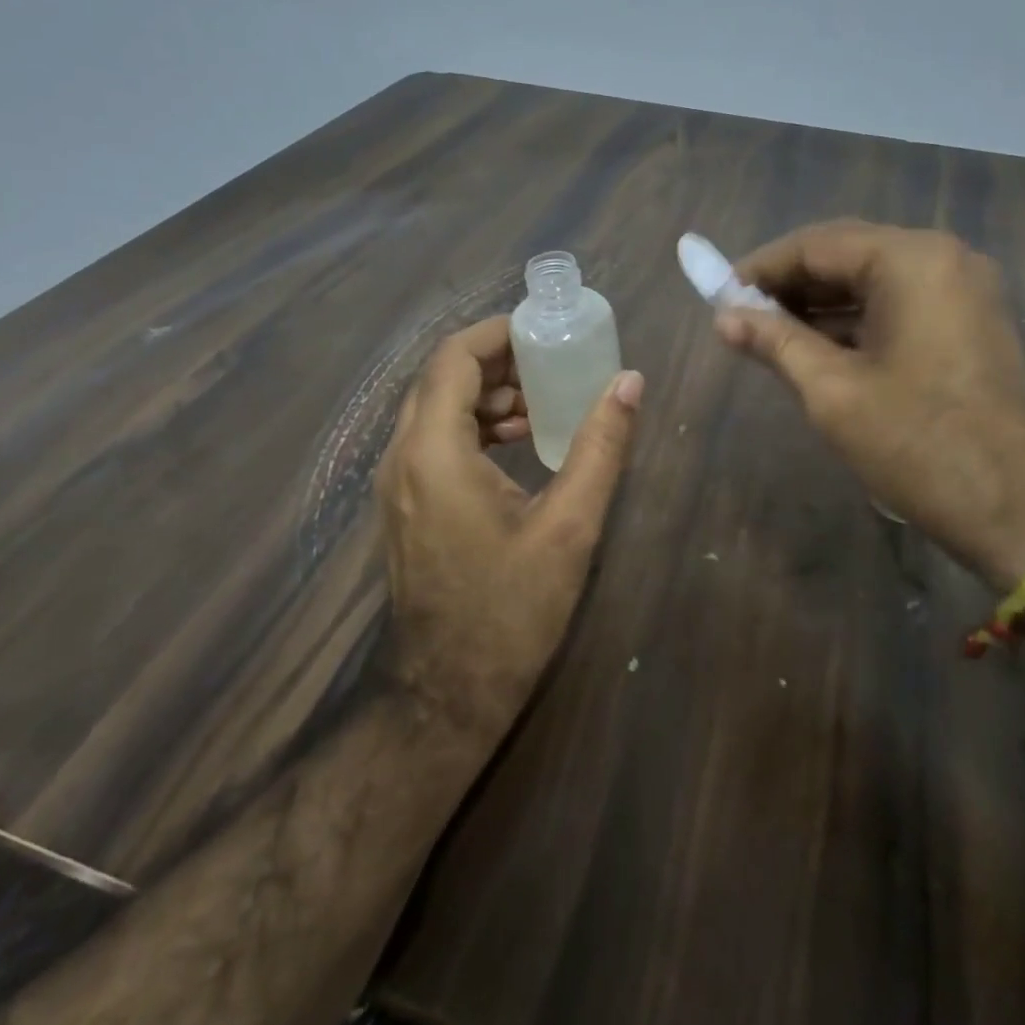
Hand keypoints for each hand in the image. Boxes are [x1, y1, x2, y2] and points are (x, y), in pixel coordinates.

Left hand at [376, 316, 643, 739]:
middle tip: (552, 363)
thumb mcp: (568, 528)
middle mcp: (402, 457)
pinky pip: (433, 441)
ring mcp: (396, 484)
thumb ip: (600, 448)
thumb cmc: (509, 611)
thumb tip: (629, 382)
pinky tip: (515, 444)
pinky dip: (472, 427)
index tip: (544, 330)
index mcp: (434, 452)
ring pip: (435, 410)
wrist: (445, 695)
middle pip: (441, 379)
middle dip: (497, 361)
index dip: (497, 332)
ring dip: (485, 394)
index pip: (453, 358)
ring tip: (541, 403)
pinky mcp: (403, 506)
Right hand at [718, 220, 1024, 586]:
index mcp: (912, 260)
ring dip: (820, 304)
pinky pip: (900, 305)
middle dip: (790, 284)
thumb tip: (723, 316)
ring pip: (873, 281)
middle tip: (739, 317)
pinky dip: (855, 321)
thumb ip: (775, 342)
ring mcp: (965, 291)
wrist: (1023, 511)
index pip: (817, 243)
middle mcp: (944, 258)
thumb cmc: (919, 444)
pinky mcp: (972, 323)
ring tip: (769, 335)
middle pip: (848, 255)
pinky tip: (818, 347)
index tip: (718, 295)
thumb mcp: (833, 392)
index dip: (761, 267)